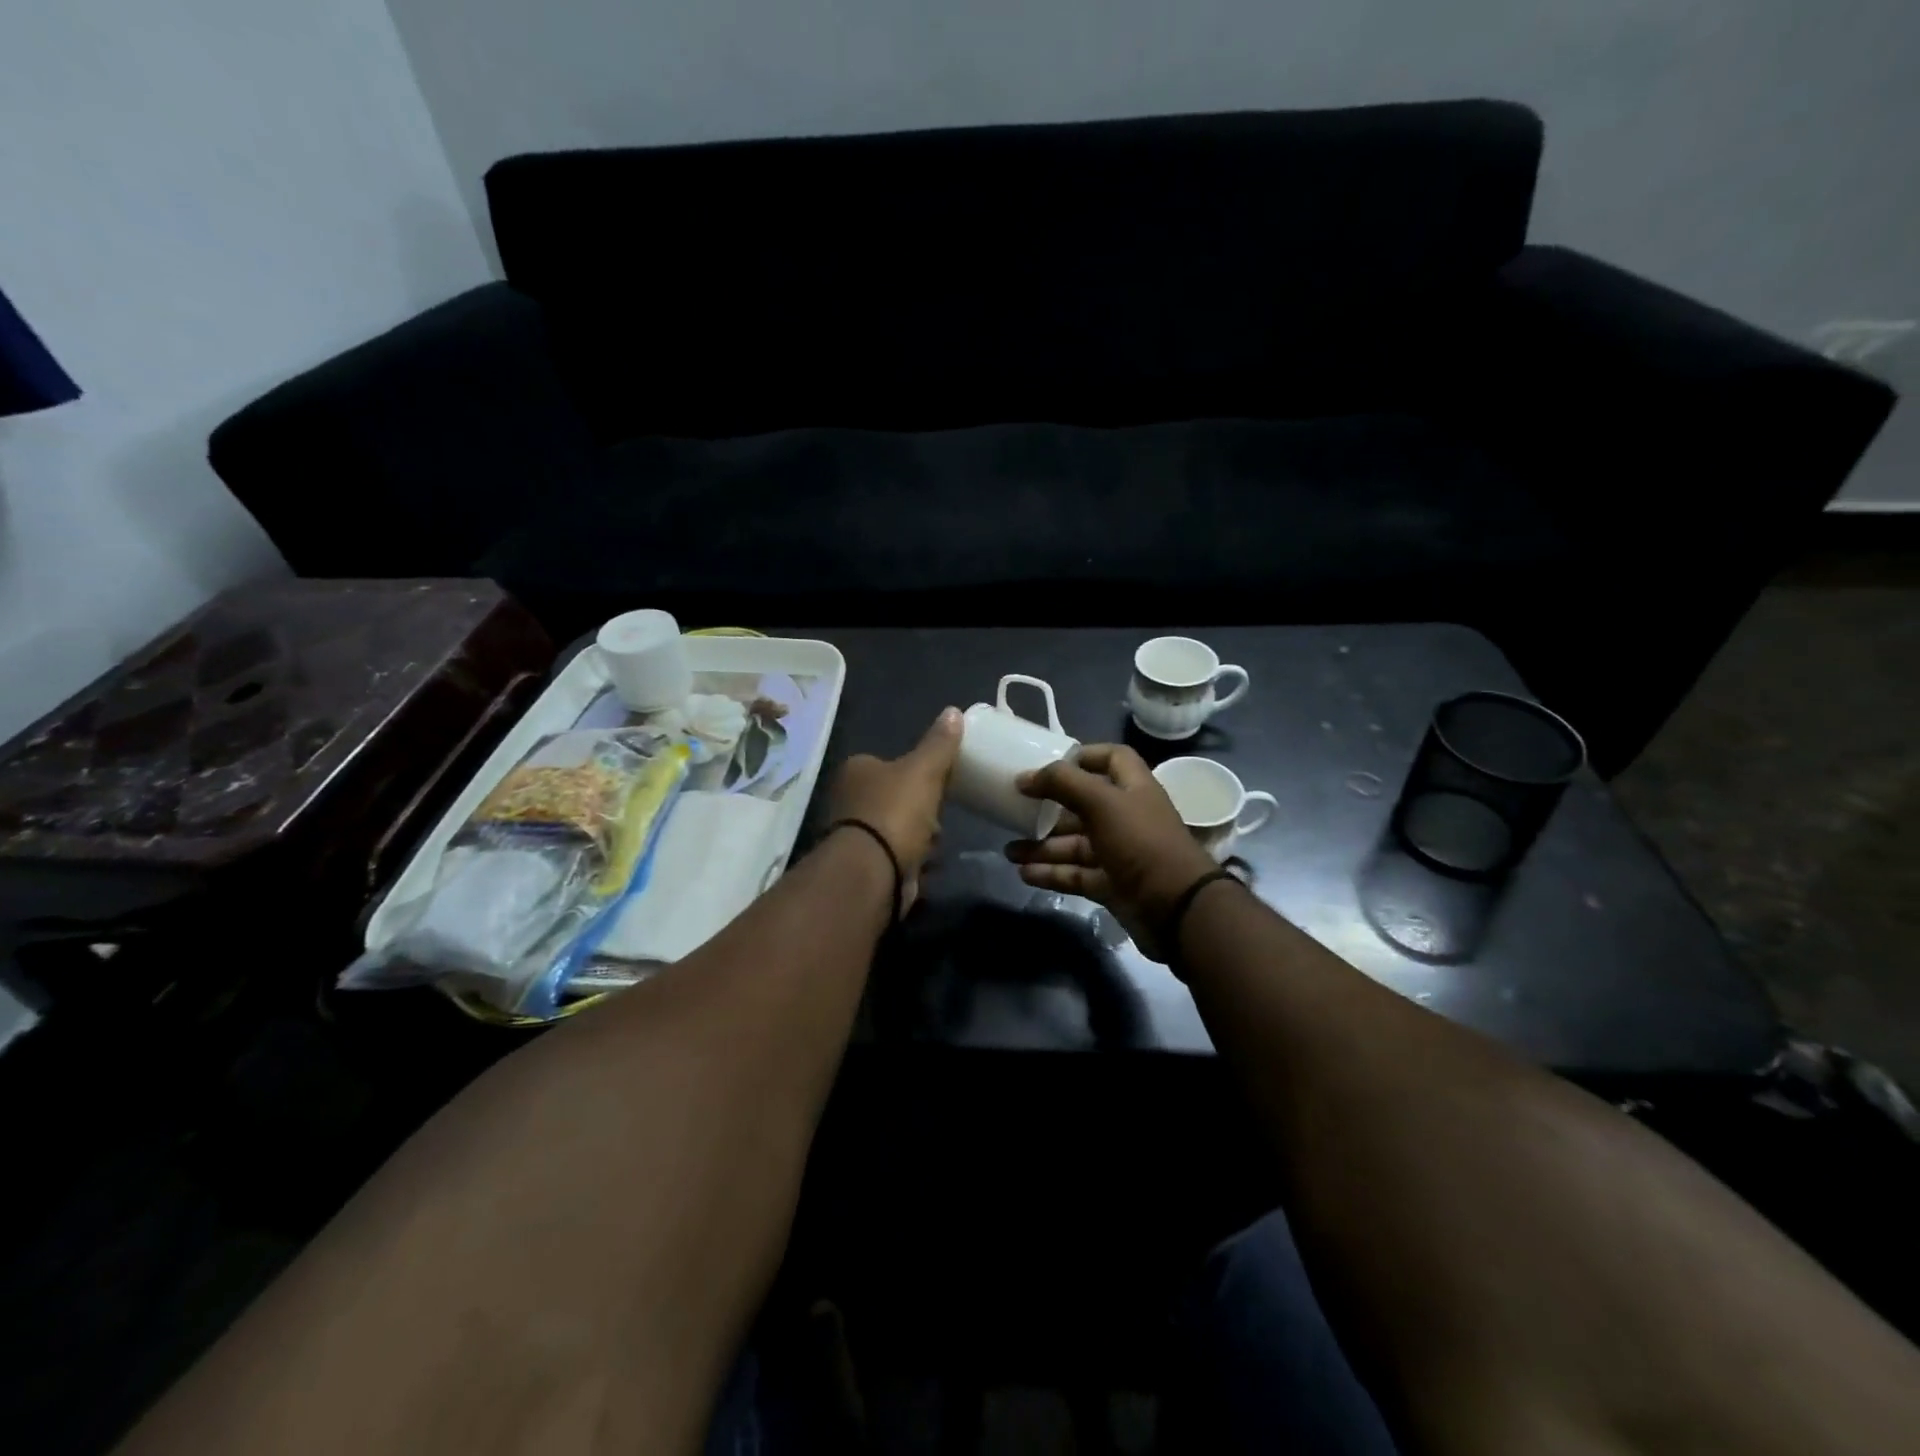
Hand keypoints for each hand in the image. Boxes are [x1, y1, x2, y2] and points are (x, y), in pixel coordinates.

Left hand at [827, 707, 962, 911]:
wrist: (872, 871)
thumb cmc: (895, 811)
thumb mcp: (924, 771)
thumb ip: (939, 744)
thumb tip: (953, 711)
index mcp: (856, 770)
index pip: (887, 763)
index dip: (914, 772)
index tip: (938, 784)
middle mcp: (847, 800)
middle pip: (891, 798)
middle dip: (918, 809)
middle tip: (940, 817)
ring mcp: (852, 835)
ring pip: (893, 829)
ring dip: (916, 837)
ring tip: (937, 845)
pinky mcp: (862, 866)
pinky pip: (893, 858)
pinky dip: (910, 861)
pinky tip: (927, 867)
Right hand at [1005, 744, 1220, 960]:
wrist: (1177, 909)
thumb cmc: (1141, 842)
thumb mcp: (1102, 802)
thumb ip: (1063, 783)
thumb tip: (1024, 777)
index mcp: (1133, 788)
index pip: (1111, 759)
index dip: (1083, 756)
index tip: (1049, 764)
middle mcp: (1126, 817)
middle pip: (1083, 805)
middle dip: (1049, 809)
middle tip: (1016, 810)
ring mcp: (1119, 854)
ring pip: (1074, 844)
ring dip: (1042, 846)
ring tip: (1009, 851)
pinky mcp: (1111, 885)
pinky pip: (1075, 874)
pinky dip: (1051, 873)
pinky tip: (1024, 874)